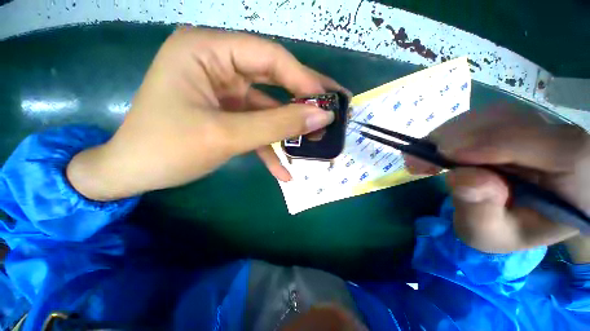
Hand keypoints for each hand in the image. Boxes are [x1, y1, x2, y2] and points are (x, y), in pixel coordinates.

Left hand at [67, 27, 345, 200]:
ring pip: (268, 107)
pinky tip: (284, 170)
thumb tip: (321, 117)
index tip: (328, 102)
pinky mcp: (227, 114)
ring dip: (290, 128)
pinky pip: (256, 126)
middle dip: (303, 100)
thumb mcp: (226, 136)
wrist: (133, 174)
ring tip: (315, 141)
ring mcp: (224, 92)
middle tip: (332, 110)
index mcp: (207, 51)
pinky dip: (270, 147)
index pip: (270, 57)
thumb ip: (277, 125)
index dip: (303, 80)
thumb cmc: (167, 150)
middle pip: (274, 78)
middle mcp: (218, 64)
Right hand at [405, 104, 589, 252]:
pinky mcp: (521, 120)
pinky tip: (443, 150)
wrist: (535, 213)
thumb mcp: (492, 235)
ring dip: (449, 136)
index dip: (485, 144)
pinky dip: (455, 132)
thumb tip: (460, 176)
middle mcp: (562, 134)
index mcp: (573, 170)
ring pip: (488, 116)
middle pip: (504, 121)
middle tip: (418, 161)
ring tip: (427, 158)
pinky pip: (483, 117)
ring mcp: (542, 122)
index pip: (533, 142)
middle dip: (453, 139)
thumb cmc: (517, 228)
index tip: (438, 158)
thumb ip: (479, 213)